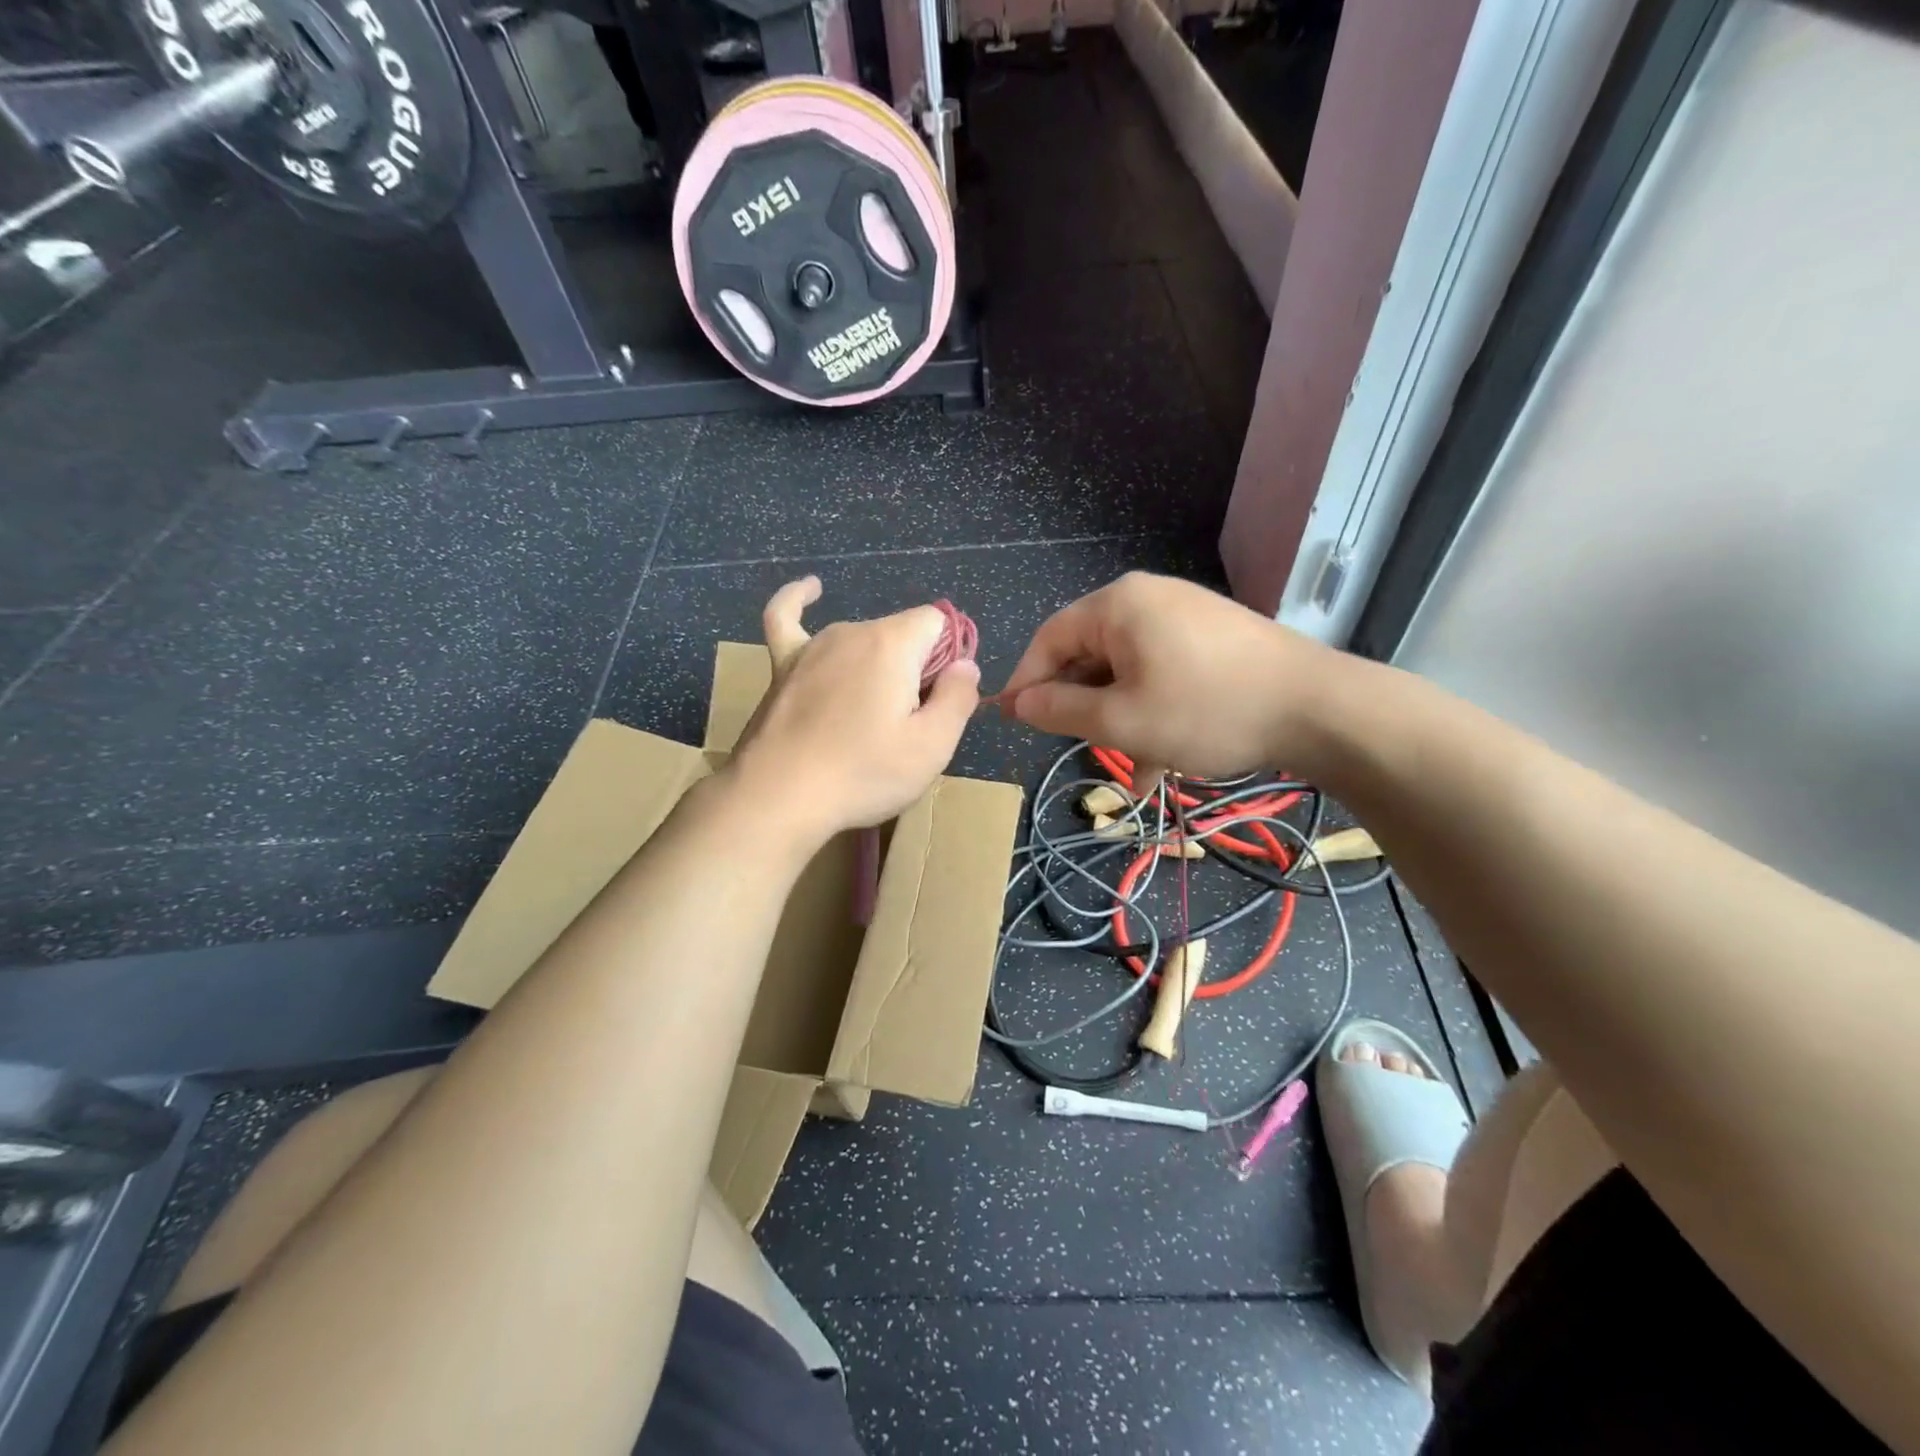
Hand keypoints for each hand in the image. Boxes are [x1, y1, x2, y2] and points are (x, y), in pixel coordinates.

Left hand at [727, 577, 979, 844]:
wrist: (778, 796)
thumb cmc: (863, 773)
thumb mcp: (932, 746)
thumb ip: (959, 698)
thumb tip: (965, 666)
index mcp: (892, 644)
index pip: (937, 623)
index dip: (950, 657)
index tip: (941, 701)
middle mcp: (852, 631)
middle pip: (901, 635)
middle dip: (915, 670)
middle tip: (906, 727)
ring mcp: (813, 646)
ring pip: (862, 640)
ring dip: (876, 667)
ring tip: (870, 719)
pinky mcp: (783, 666)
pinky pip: (787, 619)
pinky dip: (799, 600)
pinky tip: (811, 589)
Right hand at [999, 572, 1339, 780]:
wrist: (1319, 708)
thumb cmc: (1206, 711)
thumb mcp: (1122, 720)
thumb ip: (1060, 710)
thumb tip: (1018, 702)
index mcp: (1117, 606)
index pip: (1049, 639)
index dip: (1026, 681)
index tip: (1013, 720)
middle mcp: (1147, 600)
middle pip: (1090, 653)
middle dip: (1081, 706)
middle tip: (1075, 748)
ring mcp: (1185, 617)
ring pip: (1128, 671)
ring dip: (1120, 719)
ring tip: (1130, 770)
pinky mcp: (1213, 638)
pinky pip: (1162, 673)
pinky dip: (1153, 711)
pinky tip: (1162, 760)